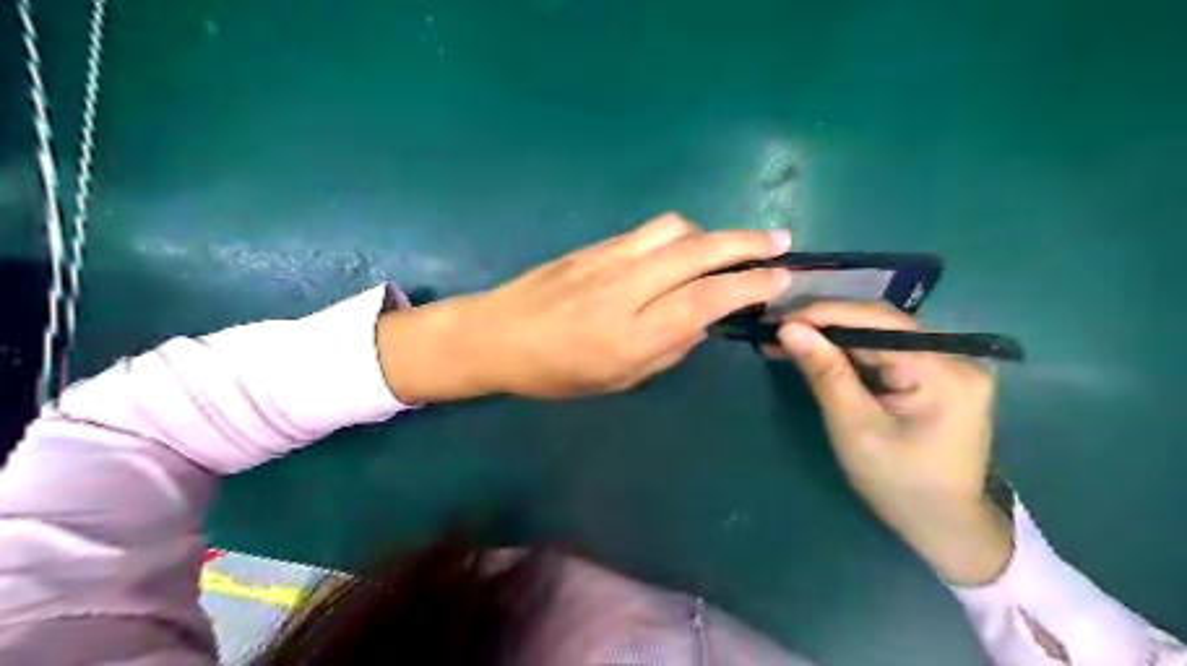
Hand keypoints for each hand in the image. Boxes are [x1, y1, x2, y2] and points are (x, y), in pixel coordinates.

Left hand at [375, 215, 791, 399]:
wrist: (495, 335)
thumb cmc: (554, 372)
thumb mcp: (617, 380)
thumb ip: (667, 350)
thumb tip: (702, 322)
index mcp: (632, 335)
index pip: (706, 299)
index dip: (750, 285)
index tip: (781, 278)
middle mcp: (625, 289)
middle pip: (698, 252)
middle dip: (747, 244)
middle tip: (779, 242)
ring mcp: (608, 259)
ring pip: (675, 230)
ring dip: (712, 233)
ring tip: (729, 246)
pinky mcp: (594, 245)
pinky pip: (648, 231)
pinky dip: (679, 234)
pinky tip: (684, 246)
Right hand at [777, 302, 1015, 587]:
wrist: (944, 526)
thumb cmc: (898, 483)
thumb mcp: (854, 427)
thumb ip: (825, 373)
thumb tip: (789, 328)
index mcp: (943, 370)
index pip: (878, 321)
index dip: (826, 314)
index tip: (780, 319)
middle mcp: (956, 356)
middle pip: (881, 324)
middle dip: (826, 325)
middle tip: (778, 330)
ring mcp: (950, 365)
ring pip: (881, 336)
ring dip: (835, 337)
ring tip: (790, 339)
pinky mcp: (938, 375)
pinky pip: (888, 352)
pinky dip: (852, 353)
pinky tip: (821, 354)